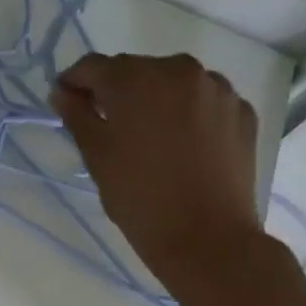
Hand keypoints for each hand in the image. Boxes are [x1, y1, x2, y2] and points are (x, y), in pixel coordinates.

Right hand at [51, 53, 266, 287]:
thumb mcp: (96, 155)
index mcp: (135, 78)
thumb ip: (77, 115)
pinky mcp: (242, 111)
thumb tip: (63, 92)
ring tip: (148, 135)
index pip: (92, 66)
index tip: (66, 104)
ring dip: (154, 99)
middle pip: (134, 70)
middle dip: (116, 91)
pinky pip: (203, 101)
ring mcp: (217, 89)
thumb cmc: (139, 197)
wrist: (208, 238)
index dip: (74, 83)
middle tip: (105, 124)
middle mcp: (178, 70)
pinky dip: (187, 113)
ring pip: (172, 83)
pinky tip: (181, 145)